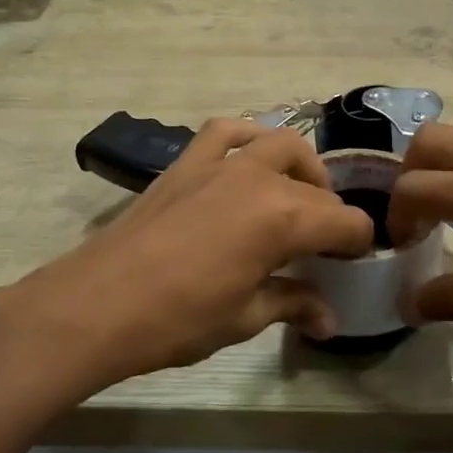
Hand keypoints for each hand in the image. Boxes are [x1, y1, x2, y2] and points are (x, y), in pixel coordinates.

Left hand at [0, 119, 373, 396]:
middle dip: (332, 214)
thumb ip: (294, 305)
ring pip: (279, 144)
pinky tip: (248, 160)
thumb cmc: (178, 319)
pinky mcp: (186, 164)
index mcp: (283, 217)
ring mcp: (220, 164)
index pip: (345, 223)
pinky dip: (247, 137)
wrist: (95, 305)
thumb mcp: (245, 317)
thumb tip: (329, 320)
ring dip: (300, 168)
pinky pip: (226, 132)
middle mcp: (260, 178)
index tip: (354, 264)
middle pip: (317, 187)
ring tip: (296, 197)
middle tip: (325, 246)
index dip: (358, 244)